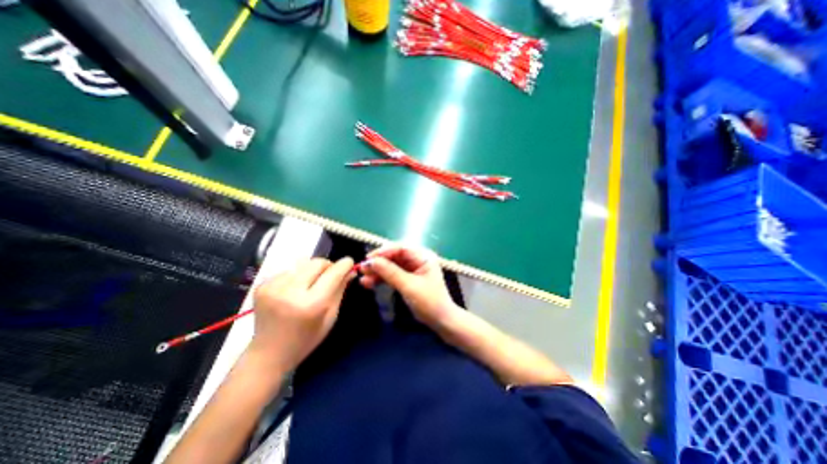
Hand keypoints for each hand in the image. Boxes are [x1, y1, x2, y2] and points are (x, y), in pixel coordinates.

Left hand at [252, 258, 355, 372]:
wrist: (269, 353)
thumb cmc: (307, 338)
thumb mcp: (331, 316)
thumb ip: (340, 289)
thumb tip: (351, 270)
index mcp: (311, 304)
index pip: (333, 273)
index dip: (344, 265)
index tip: (350, 262)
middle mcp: (291, 291)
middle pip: (317, 262)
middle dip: (327, 266)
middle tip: (330, 276)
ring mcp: (273, 287)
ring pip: (303, 264)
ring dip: (312, 271)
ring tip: (310, 286)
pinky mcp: (262, 285)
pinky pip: (289, 270)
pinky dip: (297, 276)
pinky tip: (294, 291)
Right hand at [357, 243, 457, 325]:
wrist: (440, 321)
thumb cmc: (429, 302)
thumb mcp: (409, 286)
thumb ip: (390, 272)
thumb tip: (371, 262)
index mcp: (423, 256)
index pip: (400, 248)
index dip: (383, 252)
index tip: (368, 259)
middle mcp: (417, 259)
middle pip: (394, 256)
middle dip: (378, 263)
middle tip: (362, 269)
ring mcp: (412, 269)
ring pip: (391, 266)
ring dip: (377, 272)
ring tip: (362, 279)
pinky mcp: (407, 278)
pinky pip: (392, 275)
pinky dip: (381, 279)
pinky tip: (369, 283)